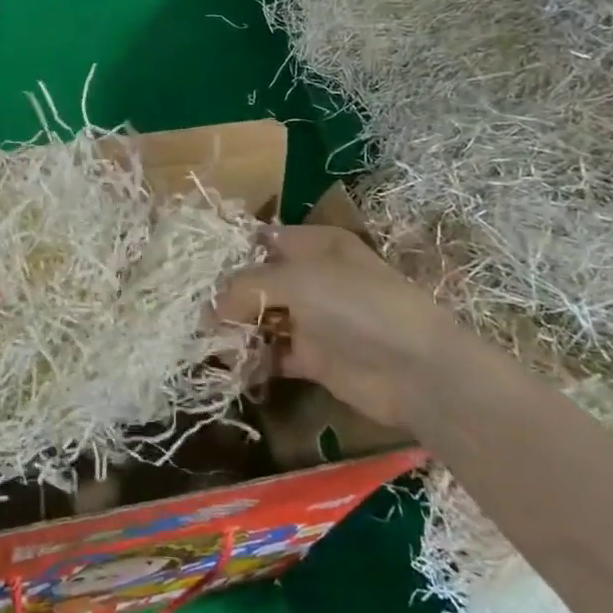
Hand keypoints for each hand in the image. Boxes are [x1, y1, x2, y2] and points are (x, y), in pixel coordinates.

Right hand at [215, 224, 451, 427]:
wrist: (416, 370)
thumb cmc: (358, 306)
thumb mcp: (297, 281)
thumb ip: (247, 287)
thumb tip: (210, 309)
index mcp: (316, 246)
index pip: (263, 241)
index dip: (232, 255)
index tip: (197, 273)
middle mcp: (313, 278)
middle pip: (258, 283)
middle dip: (228, 299)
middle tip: (199, 318)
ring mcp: (314, 319)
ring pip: (263, 319)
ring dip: (238, 331)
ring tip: (213, 345)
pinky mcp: (314, 358)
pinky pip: (273, 354)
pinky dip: (254, 360)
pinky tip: (234, 367)